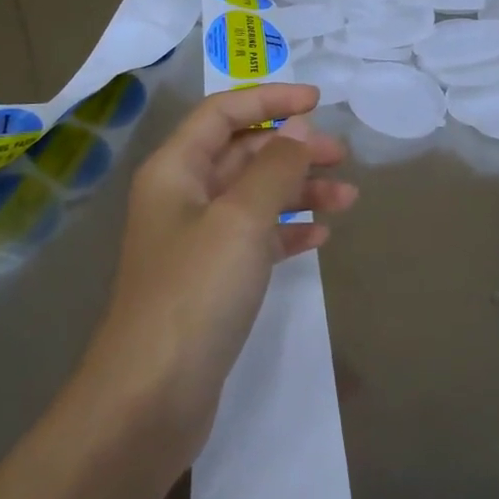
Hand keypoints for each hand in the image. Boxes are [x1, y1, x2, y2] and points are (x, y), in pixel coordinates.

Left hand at [81, 84, 357, 469]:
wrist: (150, 399)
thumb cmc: (194, 293)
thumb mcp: (240, 219)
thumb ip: (275, 166)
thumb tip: (300, 127)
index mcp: (176, 170)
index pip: (224, 113)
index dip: (270, 99)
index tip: (319, 101)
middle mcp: (182, 197)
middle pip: (243, 153)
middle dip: (293, 149)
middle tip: (342, 157)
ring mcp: (196, 241)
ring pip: (254, 197)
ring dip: (298, 191)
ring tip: (348, 199)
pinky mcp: (212, 281)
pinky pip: (256, 239)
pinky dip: (287, 231)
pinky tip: (321, 236)